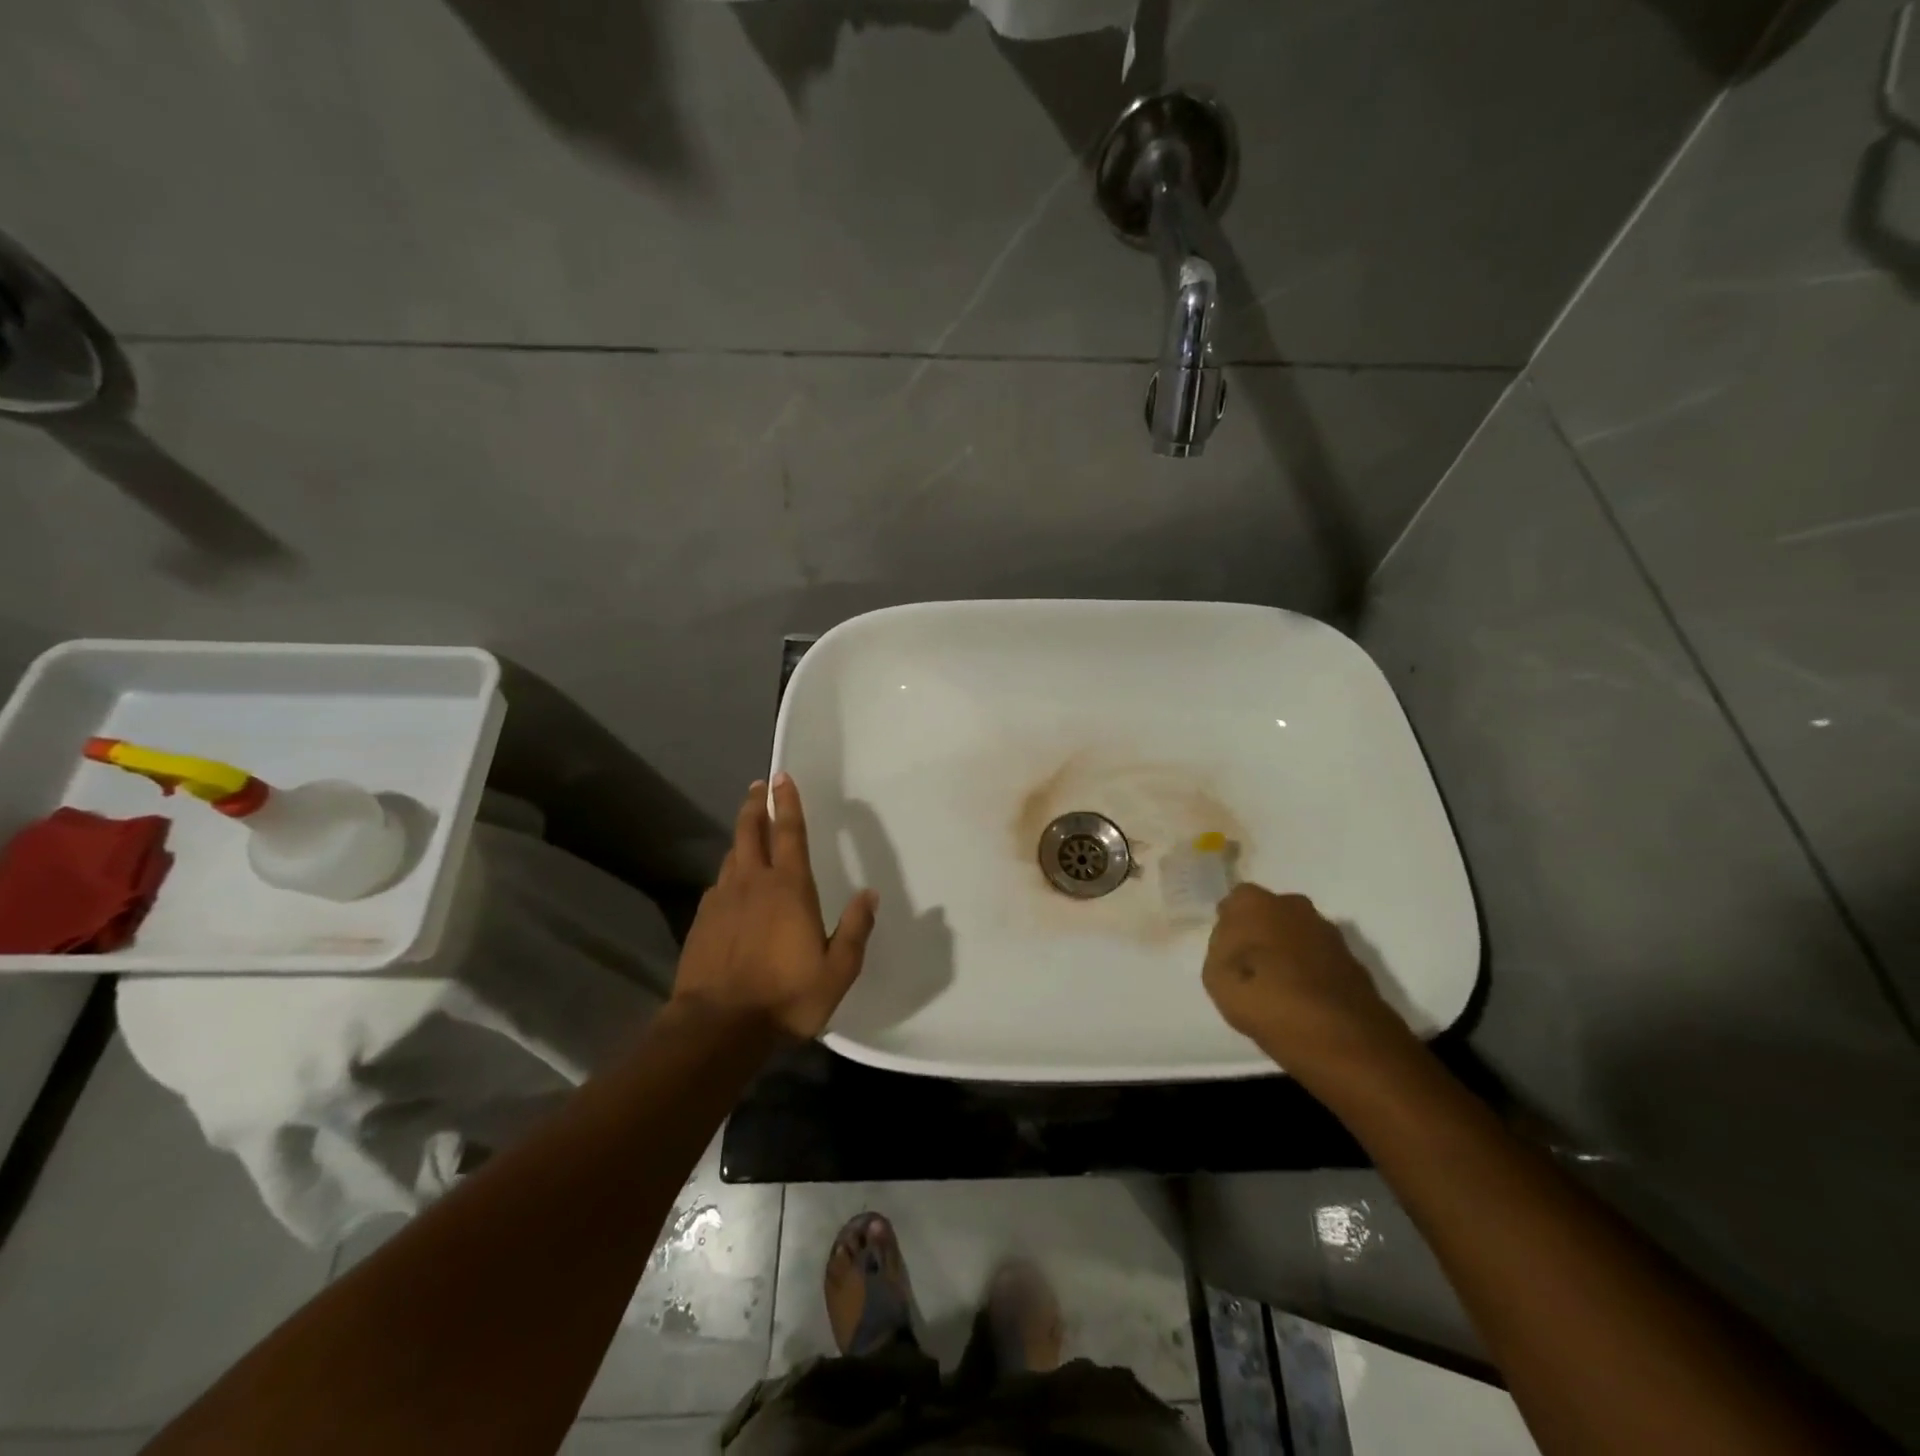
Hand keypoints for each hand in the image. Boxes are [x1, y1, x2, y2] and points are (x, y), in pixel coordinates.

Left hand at [672, 773, 878, 1040]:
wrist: (717, 1027)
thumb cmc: (785, 997)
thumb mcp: (837, 971)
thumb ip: (855, 930)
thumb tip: (869, 894)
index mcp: (789, 888)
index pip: (789, 833)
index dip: (787, 802)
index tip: (781, 777)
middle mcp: (753, 883)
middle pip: (750, 832)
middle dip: (755, 805)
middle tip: (757, 786)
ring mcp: (722, 901)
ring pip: (731, 857)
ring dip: (741, 838)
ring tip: (747, 831)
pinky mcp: (702, 922)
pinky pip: (718, 886)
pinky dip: (728, 876)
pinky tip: (730, 887)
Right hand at [1202, 885, 1412, 1081]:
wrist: (1342, 1037)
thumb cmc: (1265, 1000)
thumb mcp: (1216, 977)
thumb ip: (1220, 949)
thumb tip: (1235, 941)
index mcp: (1255, 903)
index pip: (1234, 902)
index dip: (1229, 926)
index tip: (1226, 953)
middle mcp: (1293, 905)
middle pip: (1268, 913)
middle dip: (1260, 933)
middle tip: (1250, 968)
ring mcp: (1327, 931)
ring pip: (1296, 933)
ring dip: (1287, 951)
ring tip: (1277, 988)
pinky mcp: (1352, 959)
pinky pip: (1318, 957)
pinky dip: (1310, 970)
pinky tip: (1303, 998)